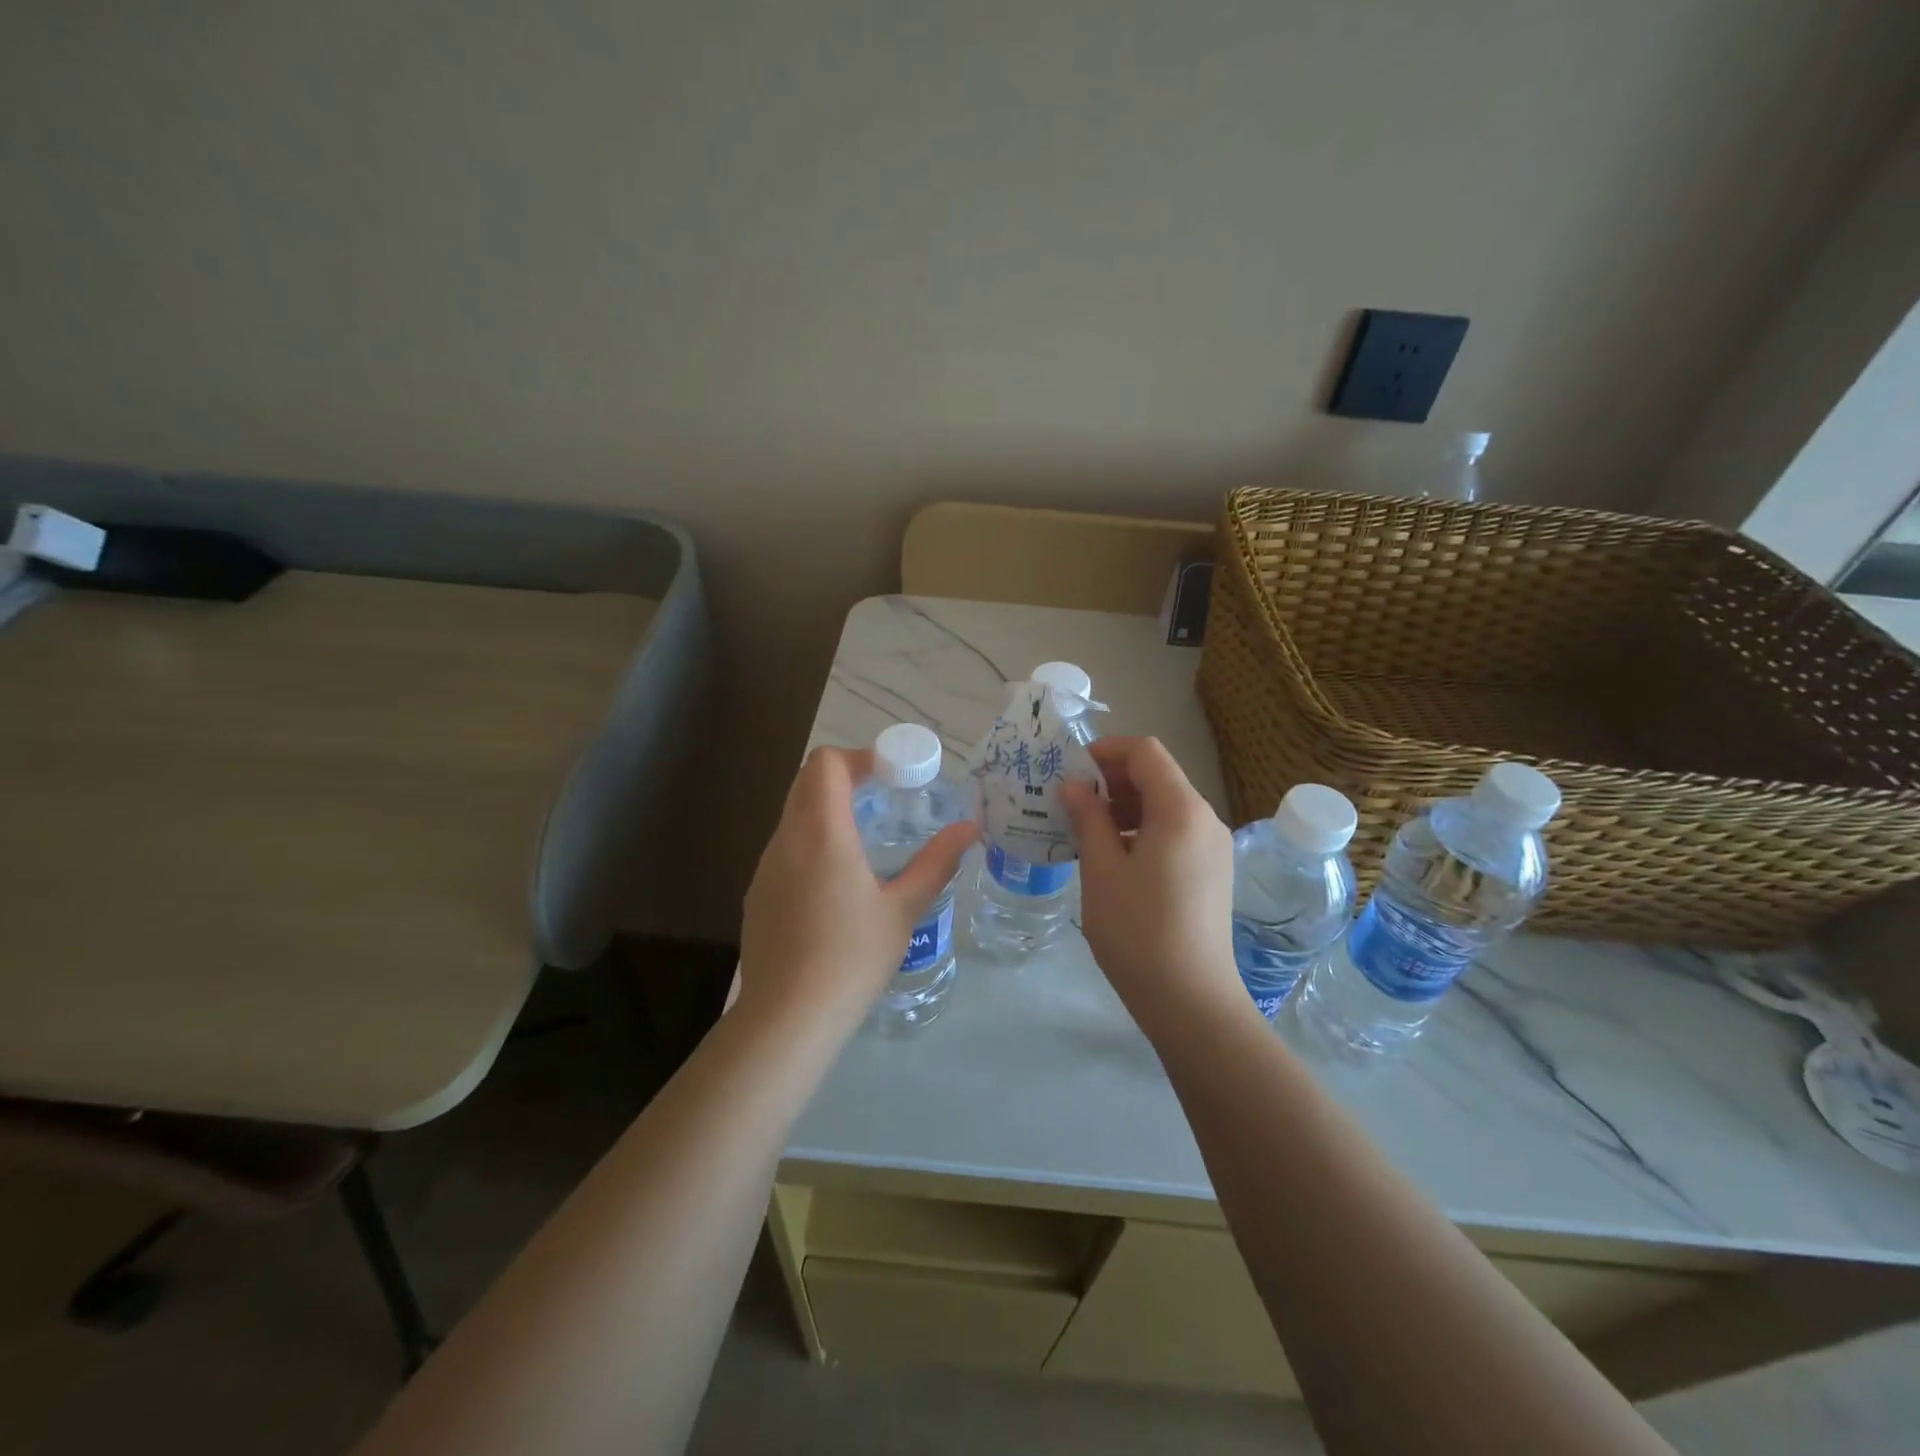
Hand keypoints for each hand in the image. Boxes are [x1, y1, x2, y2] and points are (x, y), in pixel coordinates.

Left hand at [738, 745, 976, 1032]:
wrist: (787, 1018)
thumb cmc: (852, 958)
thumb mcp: (904, 910)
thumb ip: (937, 862)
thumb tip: (970, 829)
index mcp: (822, 834)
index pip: (826, 763)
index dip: (859, 757)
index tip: (890, 776)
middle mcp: (786, 839)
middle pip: (807, 781)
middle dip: (845, 778)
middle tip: (883, 799)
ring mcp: (765, 866)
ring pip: (793, 814)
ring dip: (826, 809)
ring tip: (864, 840)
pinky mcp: (757, 892)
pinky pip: (784, 847)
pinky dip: (810, 841)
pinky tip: (835, 884)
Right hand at [1061, 737, 1243, 1033]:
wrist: (1191, 1000)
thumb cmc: (1138, 930)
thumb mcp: (1101, 869)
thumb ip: (1088, 817)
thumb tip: (1075, 785)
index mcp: (1181, 810)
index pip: (1145, 752)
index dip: (1106, 751)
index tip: (1070, 770)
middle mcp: (1205, 819)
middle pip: (1158, 776)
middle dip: (1112, 779)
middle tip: (1070, 801)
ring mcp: (1213, 847)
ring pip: (1166, 805)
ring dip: (1125, 806)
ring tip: (1086, 831)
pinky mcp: (1211, 872)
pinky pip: (1174, 832)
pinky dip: (1142, 830)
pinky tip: (1113, 857)